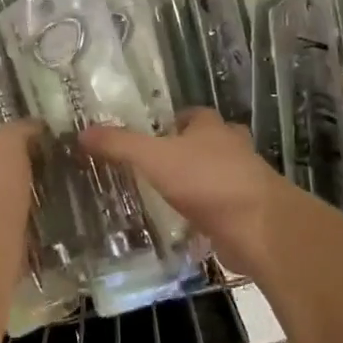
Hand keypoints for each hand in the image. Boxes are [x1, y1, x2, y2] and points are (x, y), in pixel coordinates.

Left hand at [0, 120, 39, 255]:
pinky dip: (9, 241)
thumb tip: (34, 126)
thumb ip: (19, 132)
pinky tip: (30, 241)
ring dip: (5, 216)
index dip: (0, 152)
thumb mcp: (8, 144)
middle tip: (34, 187)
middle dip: (1, 186)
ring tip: (37, 215)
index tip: (26, 158)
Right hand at [81, 109, 282, 272]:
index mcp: (212, 128)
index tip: (153, 134)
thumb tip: (83, 132)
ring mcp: (245, 181)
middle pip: (209, 143)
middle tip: (158, 166)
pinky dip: (206, 214)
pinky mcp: (249, 212)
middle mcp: (232, 148)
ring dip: (198, 183)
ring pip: (218, 175)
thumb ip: (120, 145)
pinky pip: (222, 208)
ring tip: (167, 196)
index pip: (193, 115)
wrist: (259, 227)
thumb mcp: (154, 159)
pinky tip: (186, 227)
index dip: (174, 121)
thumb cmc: (207, 181)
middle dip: (188, 151)